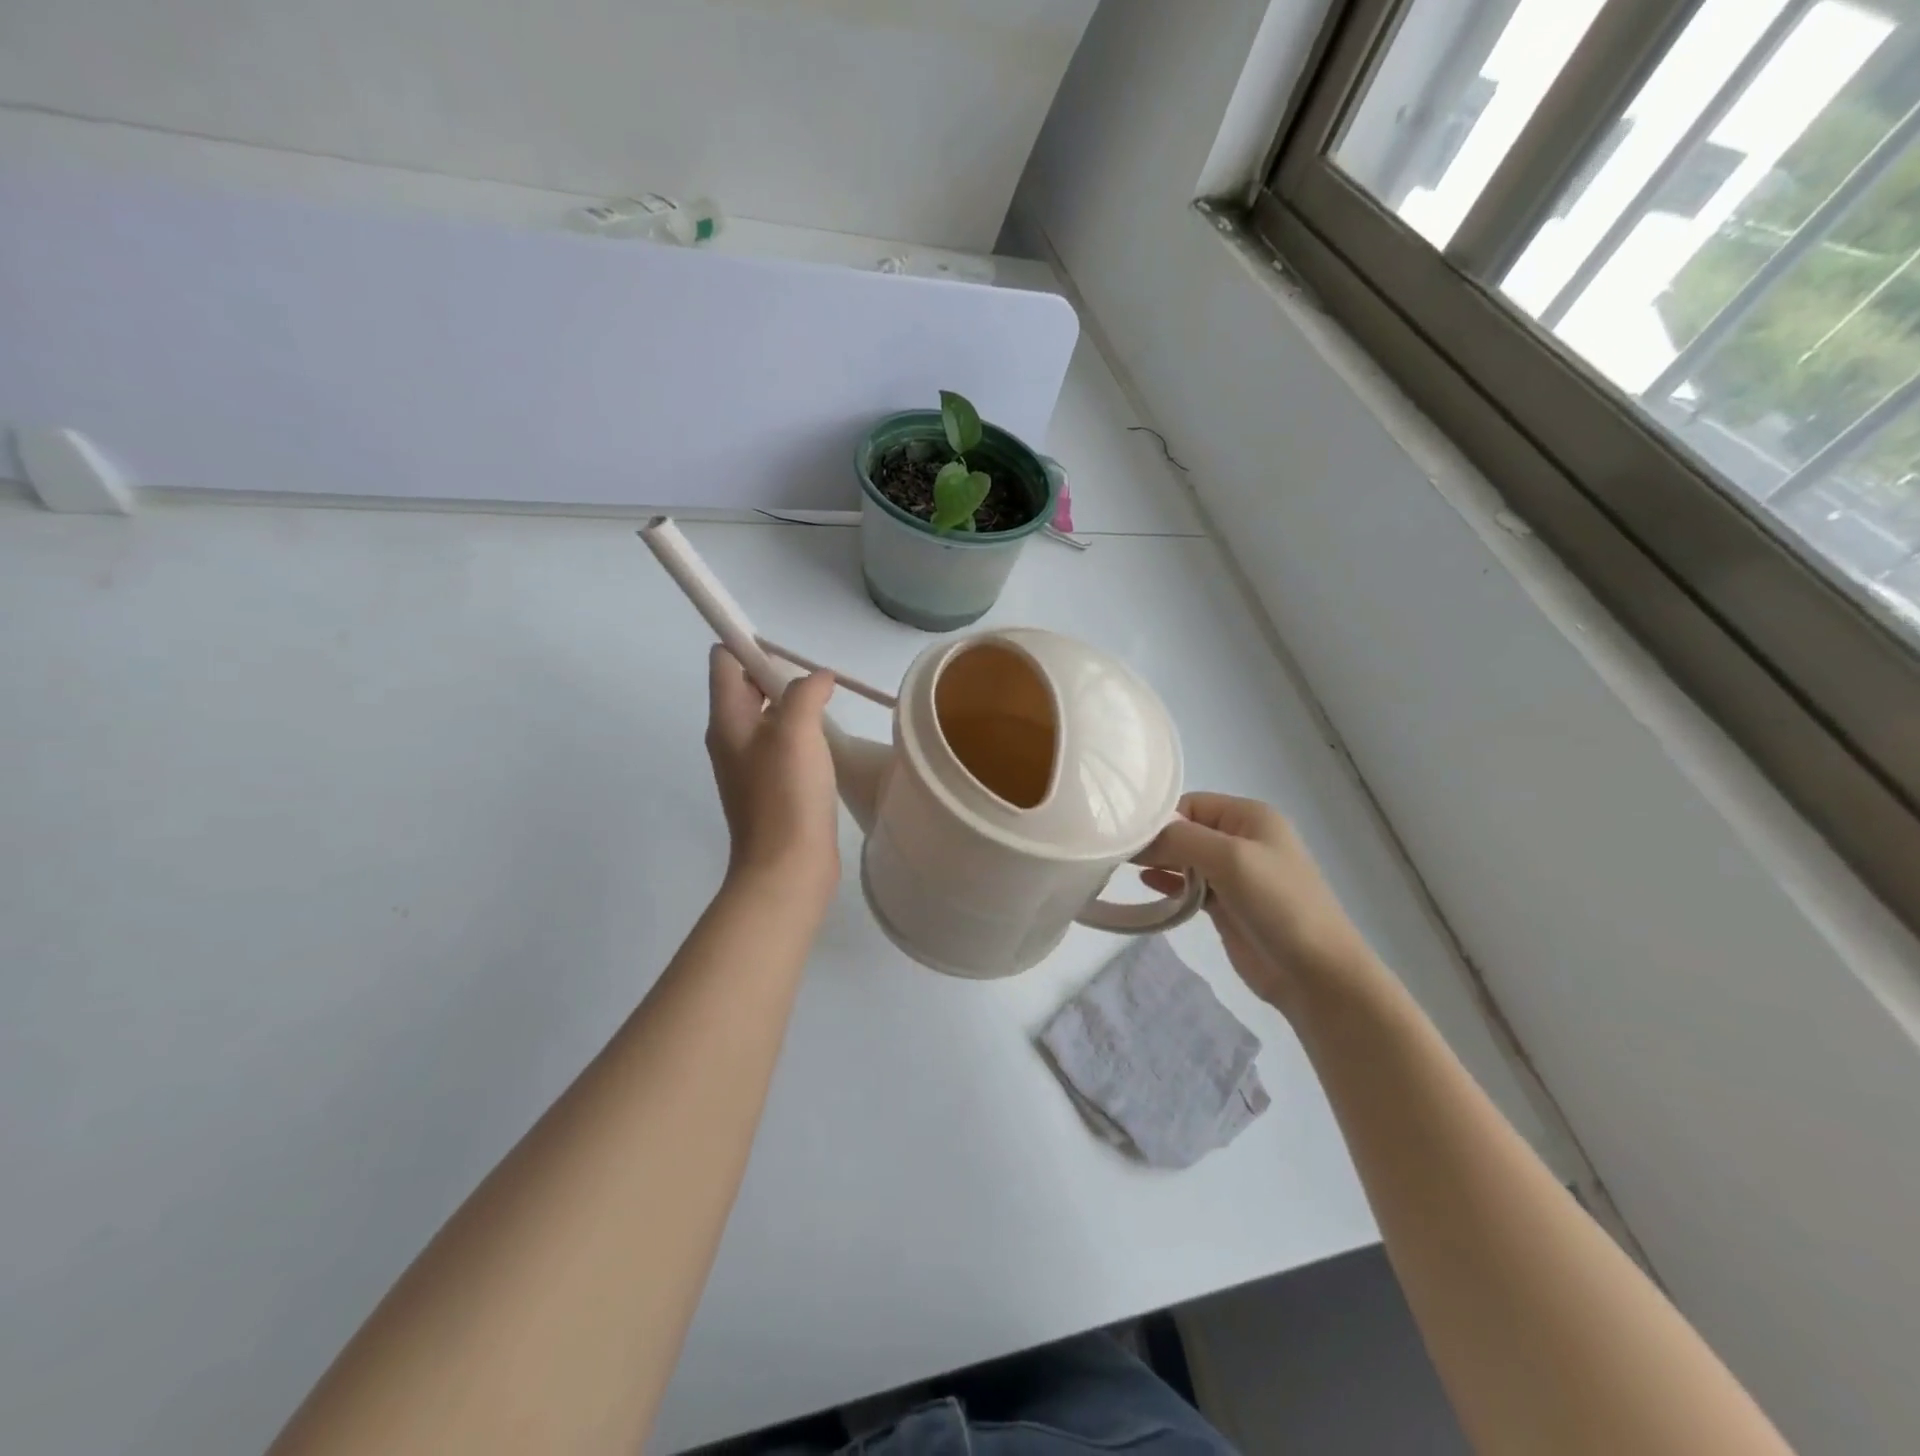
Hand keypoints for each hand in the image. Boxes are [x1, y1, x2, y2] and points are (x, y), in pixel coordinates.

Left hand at [705, 647, 840, 902]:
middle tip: (818, 687)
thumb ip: (805, 692)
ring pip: (768, 719)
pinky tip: (827, 747)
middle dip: (779, 676)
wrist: (787, 868)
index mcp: (726, 720)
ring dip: (795, 708)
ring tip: (828, 714)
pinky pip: (782, 747)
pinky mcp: (771, 790)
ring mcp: (750, 767)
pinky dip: (802, 737)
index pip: (724, 662)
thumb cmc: (787, 795)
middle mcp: (731, 739)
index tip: (791, 656)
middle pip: (746, 688)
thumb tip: (818, 678)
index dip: (751, 646)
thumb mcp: (796, 731)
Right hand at [1139, 793, 1376, 1016]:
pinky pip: (1190, 886)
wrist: (1316, 973)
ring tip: (1122, 868)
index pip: (1191, 803)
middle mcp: (1242, 839)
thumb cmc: (1278, 903)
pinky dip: (1168, 884)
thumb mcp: (1230, 858)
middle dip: (1156, 840)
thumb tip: (1139, 838)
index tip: (1128, 836)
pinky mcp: (1227, 905)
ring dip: (1159, 863)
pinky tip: (1145, 886)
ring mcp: (1235, 875)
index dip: (1161, 818)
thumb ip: (1181, 839)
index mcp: (1250, 816)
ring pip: (1185, 859)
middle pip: (1186, 830)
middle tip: (1117, 853)